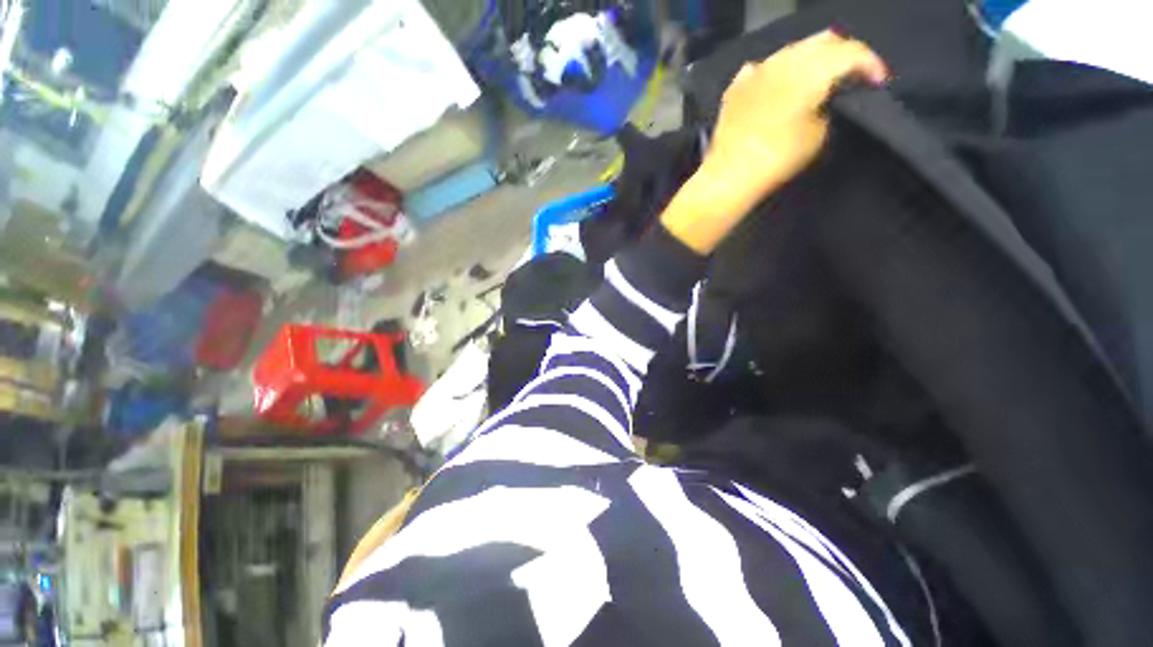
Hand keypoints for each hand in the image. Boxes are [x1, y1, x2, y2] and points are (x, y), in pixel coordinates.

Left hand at [661, 30, 887, 253]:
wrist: (729, 176)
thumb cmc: (778, 158)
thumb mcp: (819, 134)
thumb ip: (829, 106)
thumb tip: (826, 98)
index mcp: (810, 69)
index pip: (850, 51)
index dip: (870, 63)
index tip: (878, 81)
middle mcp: (783, 60)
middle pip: (821, 42)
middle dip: (842, 54)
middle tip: (850, 75)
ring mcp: (755, 71)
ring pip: (790, 51)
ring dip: (808, 60)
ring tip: (816, 79)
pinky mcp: (735, 89)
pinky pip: (761, 69)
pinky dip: (775, 73)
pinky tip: (777, 86)